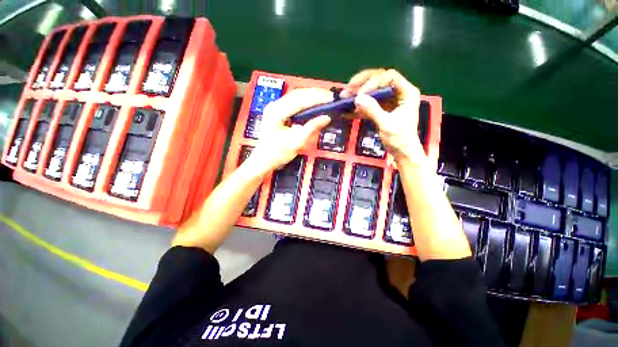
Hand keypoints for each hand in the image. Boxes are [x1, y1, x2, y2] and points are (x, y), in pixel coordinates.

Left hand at [247, 88, 332, 173]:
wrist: (263, 160)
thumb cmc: (277, 153)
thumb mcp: (296, 142)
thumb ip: (311, 128)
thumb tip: (327, 118)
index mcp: (277, 111)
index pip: (301, 100)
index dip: (318, 98)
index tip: (331, 99)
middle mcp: (274, 105)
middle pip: (298, 94)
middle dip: (315, 94)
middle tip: (330, 97)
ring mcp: (275, 107)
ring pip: (296, 96)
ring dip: (311, 96)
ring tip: (325, 98)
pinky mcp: (277, 112)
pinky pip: (294, 102)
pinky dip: (305, 101)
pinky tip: (313, 103)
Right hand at [342, 69, 425, 162]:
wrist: (402, 153)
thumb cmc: (400, 138)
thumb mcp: (386, 124)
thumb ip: (372, 110)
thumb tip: (357, 98)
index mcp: (406, 92)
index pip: (389, 77)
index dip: (373, 82)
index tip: (360, 93)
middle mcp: (397, 93)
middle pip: (379, 80)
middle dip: (362, 84)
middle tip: (347, 89)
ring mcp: (388, 101)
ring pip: (372, 92)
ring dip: (357, 94)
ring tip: (343, 97)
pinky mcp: (381, 110)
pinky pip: (369, 105)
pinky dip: (358, 108)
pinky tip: (346, 111)